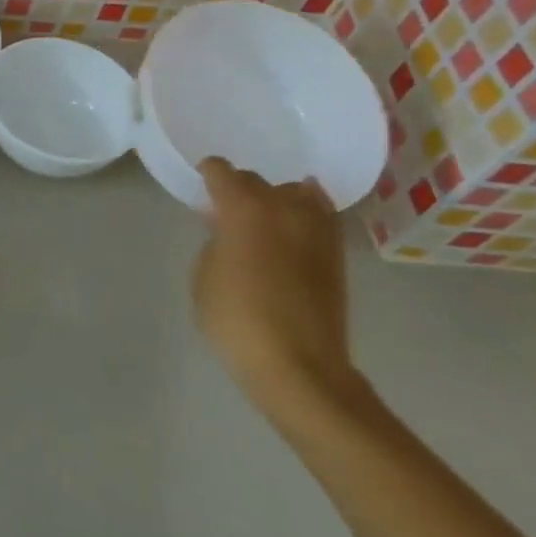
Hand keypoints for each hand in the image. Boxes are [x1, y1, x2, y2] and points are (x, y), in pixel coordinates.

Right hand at [193, 158, 362, 422]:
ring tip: (261, 217)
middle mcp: (284, 208)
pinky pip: (320, 216)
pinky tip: (292, 226)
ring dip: (276, 198)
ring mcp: (316, 230)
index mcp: (244, 209)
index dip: (207, 173)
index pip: (222, 172)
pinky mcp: (336, 254)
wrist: (297, 365)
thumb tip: (229, 230)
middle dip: (239, 188)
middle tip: (223, 208)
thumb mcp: (204, 274)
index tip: (199, 184)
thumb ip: (215, 241)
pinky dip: (305, 213)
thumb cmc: (235, 318)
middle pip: (258, 181)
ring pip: (296, 192)